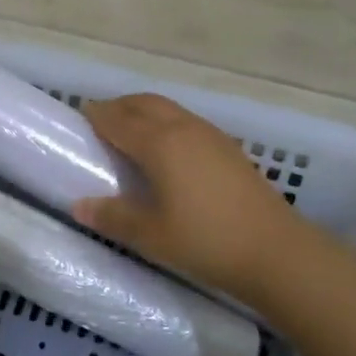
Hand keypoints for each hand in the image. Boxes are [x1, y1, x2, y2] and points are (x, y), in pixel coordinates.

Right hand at [73, 94, 316, 308]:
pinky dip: (166, 122)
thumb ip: (113, 217)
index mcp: (159, 143)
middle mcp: (183, 129)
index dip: (97, 115)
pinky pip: (187, 121)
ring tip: (130, 132)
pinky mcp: (229, 148)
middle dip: (119, 106)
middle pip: (144, 103)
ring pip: (168, 109)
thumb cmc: (206, 241)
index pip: (118, 120)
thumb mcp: (151, 236)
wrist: (276, 251)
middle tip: (101, 120)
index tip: (80, 115)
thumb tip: (79, 206)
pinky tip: (168, 149)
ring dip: (144, 111)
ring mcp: (210, 135)